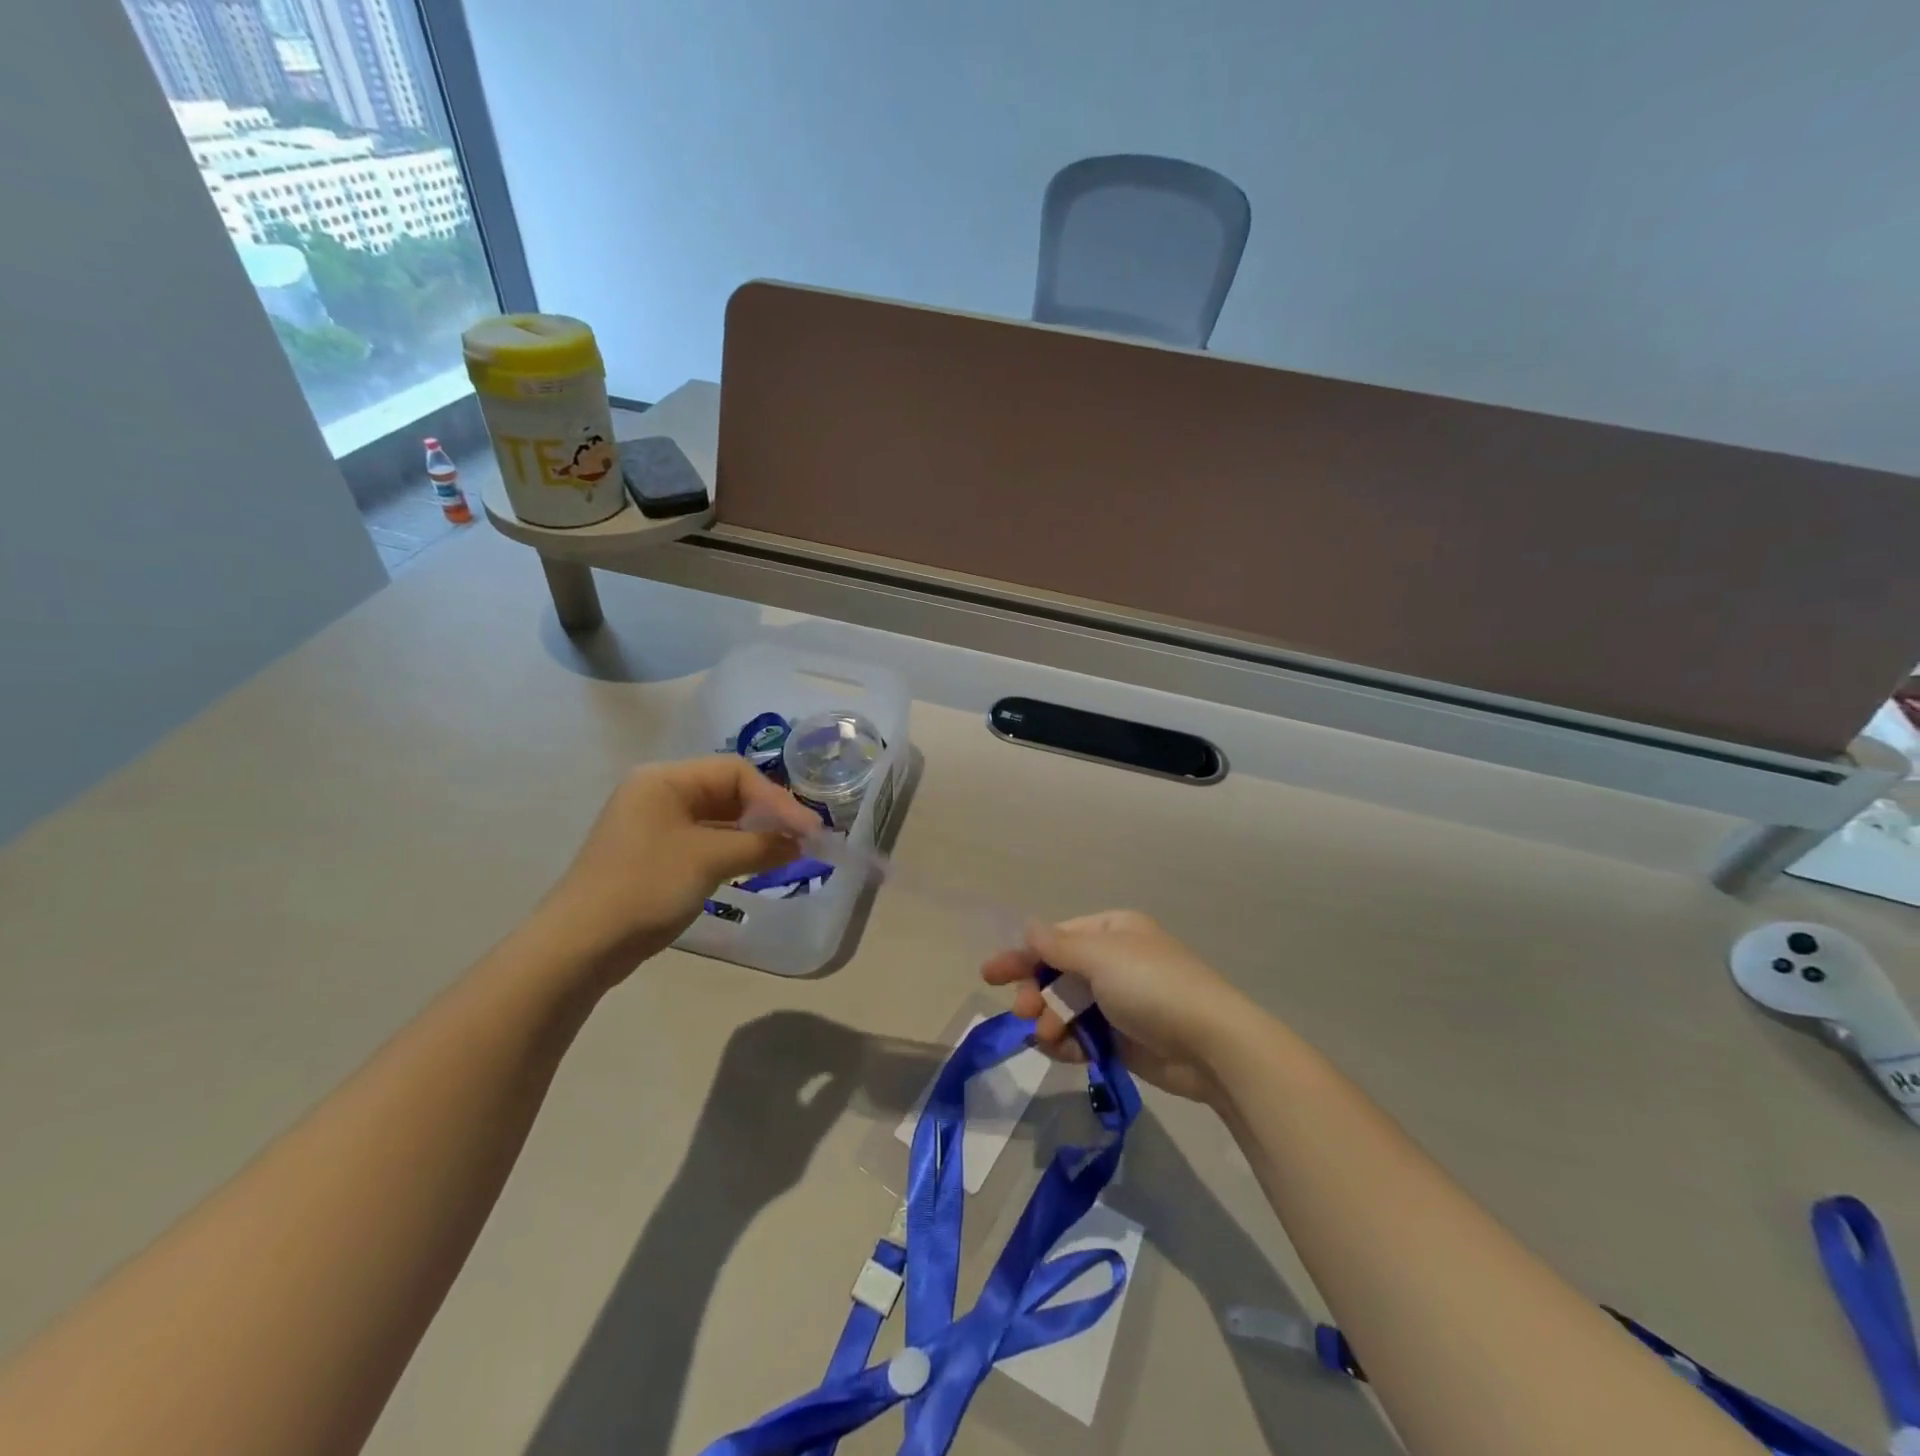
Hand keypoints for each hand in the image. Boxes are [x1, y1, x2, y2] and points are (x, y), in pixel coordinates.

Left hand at [538, 757, 822, 976]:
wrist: (581, 945)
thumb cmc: (646, 886)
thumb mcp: (710, 859)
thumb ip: (761, 844)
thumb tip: (802, 842)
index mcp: (665, 779)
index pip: (736, 772)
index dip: (777, 799)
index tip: (808, 830)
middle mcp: (658, 792)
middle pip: (728, 791)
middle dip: (767, 814)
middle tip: (803, 840)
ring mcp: (654, 824)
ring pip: (718, 818)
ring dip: (753, 833)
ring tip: (787, 853)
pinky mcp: (655, 853)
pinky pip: (704, 840)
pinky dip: (733, 849)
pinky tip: (755, 865)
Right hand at [981, 910, 1256, 1103]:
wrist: (1211, 1044)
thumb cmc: (1152, 987)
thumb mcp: (1101, 958)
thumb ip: (1058, 946)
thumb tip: (1027, 925)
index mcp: (1112, 932)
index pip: (1057, 939)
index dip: (1024, 955)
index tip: (991, 974)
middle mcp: (1114, 962)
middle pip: (1058, 974)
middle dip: (1037, 991)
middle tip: (1022, 1011)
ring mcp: (1120, 1002)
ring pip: (1067, 1007)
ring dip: (1051, 1020)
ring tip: (1048, 1036)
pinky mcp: (1124, 1038)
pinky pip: (1083, 1035)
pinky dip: (1069, 1042)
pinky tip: (1062, 1051)